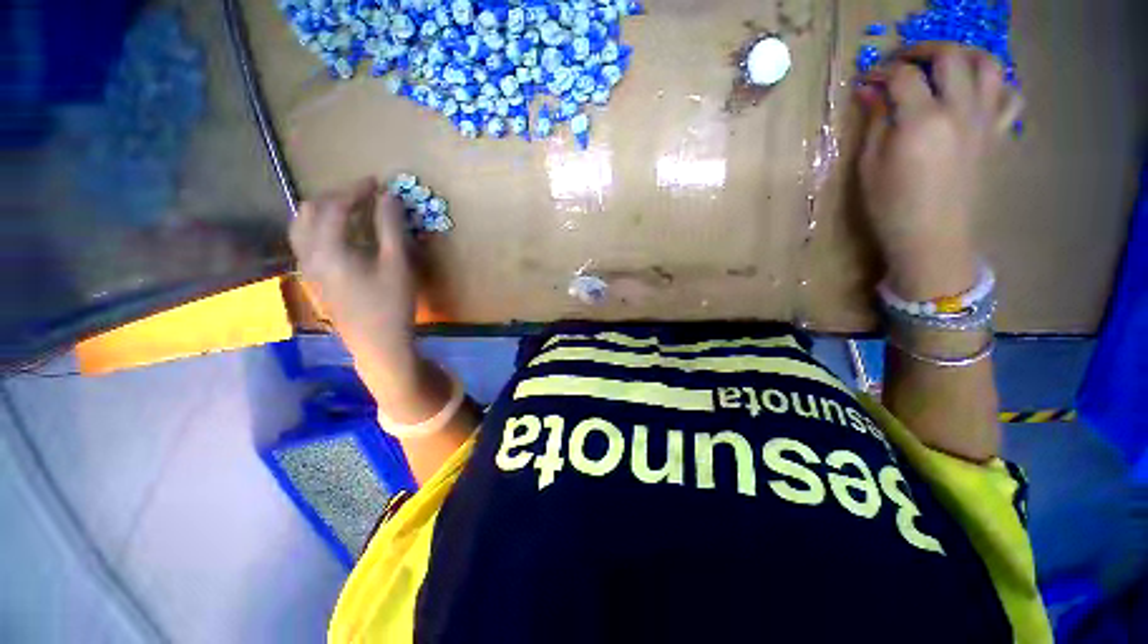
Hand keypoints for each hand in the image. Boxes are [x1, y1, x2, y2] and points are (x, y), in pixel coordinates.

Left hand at [289, 177, 422, 396]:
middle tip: (364, 194)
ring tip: (350, 209)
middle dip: (337, 195)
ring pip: (301, 225)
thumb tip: (390, 197)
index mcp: (328, 248)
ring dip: (323, 209)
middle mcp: (308, 253)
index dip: (356, 190)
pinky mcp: (313, 278)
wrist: (378, 343)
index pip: (335, 206)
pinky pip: (305, 240)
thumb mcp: (398, 264)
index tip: (376, 182)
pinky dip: (319, 226)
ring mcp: (307, 267)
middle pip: (310, 210)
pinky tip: (341, 233)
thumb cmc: (392, 304)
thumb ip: (391, 227)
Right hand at [856, 44, 1020, 298]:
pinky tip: (975, 92)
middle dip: (921, 49)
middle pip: (949, 55)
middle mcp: (960, 110)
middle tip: (902, 60)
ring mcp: (984, 120)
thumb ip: (875, 122)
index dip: (880, 72)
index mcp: (922, 121)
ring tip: (944, 64)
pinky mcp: (997, 134)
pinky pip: (1009, 95)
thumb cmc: (891, 207)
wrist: (932, 238)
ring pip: (988, 64)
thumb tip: (869, 91)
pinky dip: (994, 84)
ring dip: (964, 54)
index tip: (866, 80)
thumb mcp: (869, 166)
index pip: (902, 76)